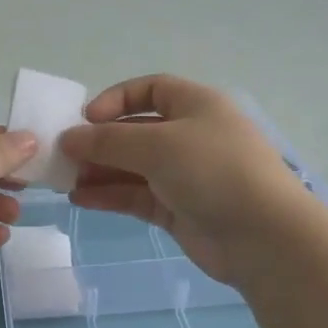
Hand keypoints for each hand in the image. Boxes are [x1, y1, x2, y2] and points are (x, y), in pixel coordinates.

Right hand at [60, 75, 314, 283]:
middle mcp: (191, 136)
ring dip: (100, 171)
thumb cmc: (214, 171)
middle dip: (100, 142)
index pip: (150, 90)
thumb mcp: (157, 145)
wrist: (264, 237)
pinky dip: (110, 195)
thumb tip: (68, 139)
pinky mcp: (179, 209)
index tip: (85, 119)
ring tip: (65, 180)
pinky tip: (82, 199)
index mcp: (196, 106)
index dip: (116, 100)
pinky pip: (137, 196)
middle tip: (64, 156)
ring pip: (133, 167)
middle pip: (136, 131)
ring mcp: (185, 175)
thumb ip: (108, 141)